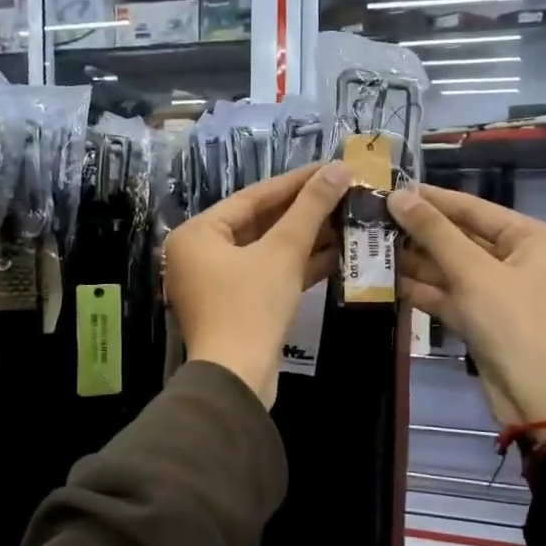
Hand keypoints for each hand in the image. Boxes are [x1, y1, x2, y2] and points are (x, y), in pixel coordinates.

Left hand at [165, 161, 350, 406]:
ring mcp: (217, 283)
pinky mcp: (236, 307)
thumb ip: (310, 208)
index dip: (296, 181)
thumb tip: (339, 168)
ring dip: (306, 238)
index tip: (332, 167)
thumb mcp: (283, 252)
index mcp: (198, 234)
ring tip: (348, 218)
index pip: (253, 197)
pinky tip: (336, 253)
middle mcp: (200, 254)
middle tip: (343, 191)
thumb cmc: (251, 307)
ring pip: (267, 251)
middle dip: (304, 211)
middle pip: (259, 223)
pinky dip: (297, 266)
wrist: (237, 379)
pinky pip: (268, 275)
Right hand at [389, 184, 545, 429]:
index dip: (431, 199)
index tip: (389, 188)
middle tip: (372, 219)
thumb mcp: (473, 272)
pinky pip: (447, 295)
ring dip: (414, 261)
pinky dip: (421, 290)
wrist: (539, 398)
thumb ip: (434, 233)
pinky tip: (385, 280)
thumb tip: (398, 196)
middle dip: (418, 232)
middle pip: (459, 237)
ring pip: (449, 268)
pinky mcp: (480, 320)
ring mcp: (497, 292)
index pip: (472, 207)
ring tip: (370, 246)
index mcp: (529, 238)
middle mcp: (515, 259)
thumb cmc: (514, 323)